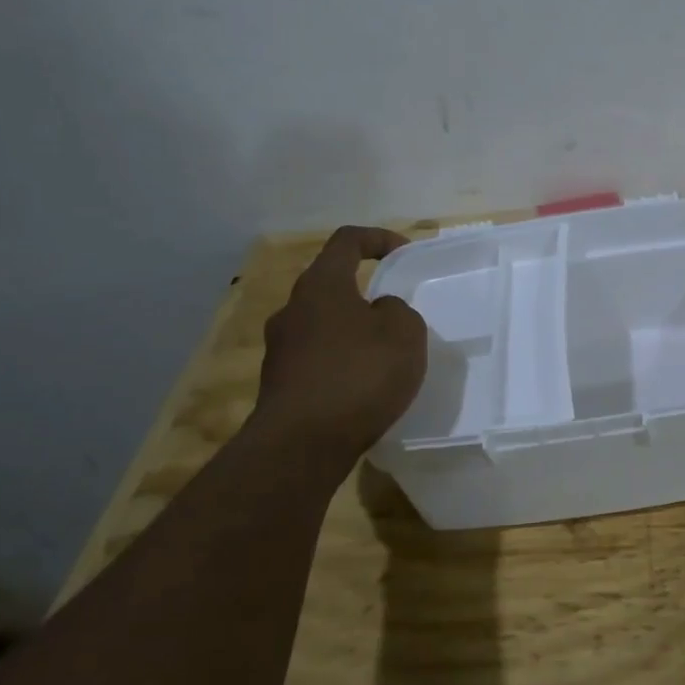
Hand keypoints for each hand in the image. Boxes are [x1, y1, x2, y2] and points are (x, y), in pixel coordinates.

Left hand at [251, 226, 427, 455]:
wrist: (301, 445)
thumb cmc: (358, 375)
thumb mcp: (405, 333)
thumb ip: (398, 311)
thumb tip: (379, 312)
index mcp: (321, 285)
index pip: (347, 241)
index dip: (379, 239)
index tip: (405, 254)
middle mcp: (292, 309)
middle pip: (330, 285)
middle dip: (364, 293)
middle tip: (395, 313)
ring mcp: (280, 349)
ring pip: (323, 325)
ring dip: (352, 332)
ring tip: (383, 356)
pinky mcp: (279, 385)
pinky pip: (317, 360)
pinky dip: (341, 364)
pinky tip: (362, 389)